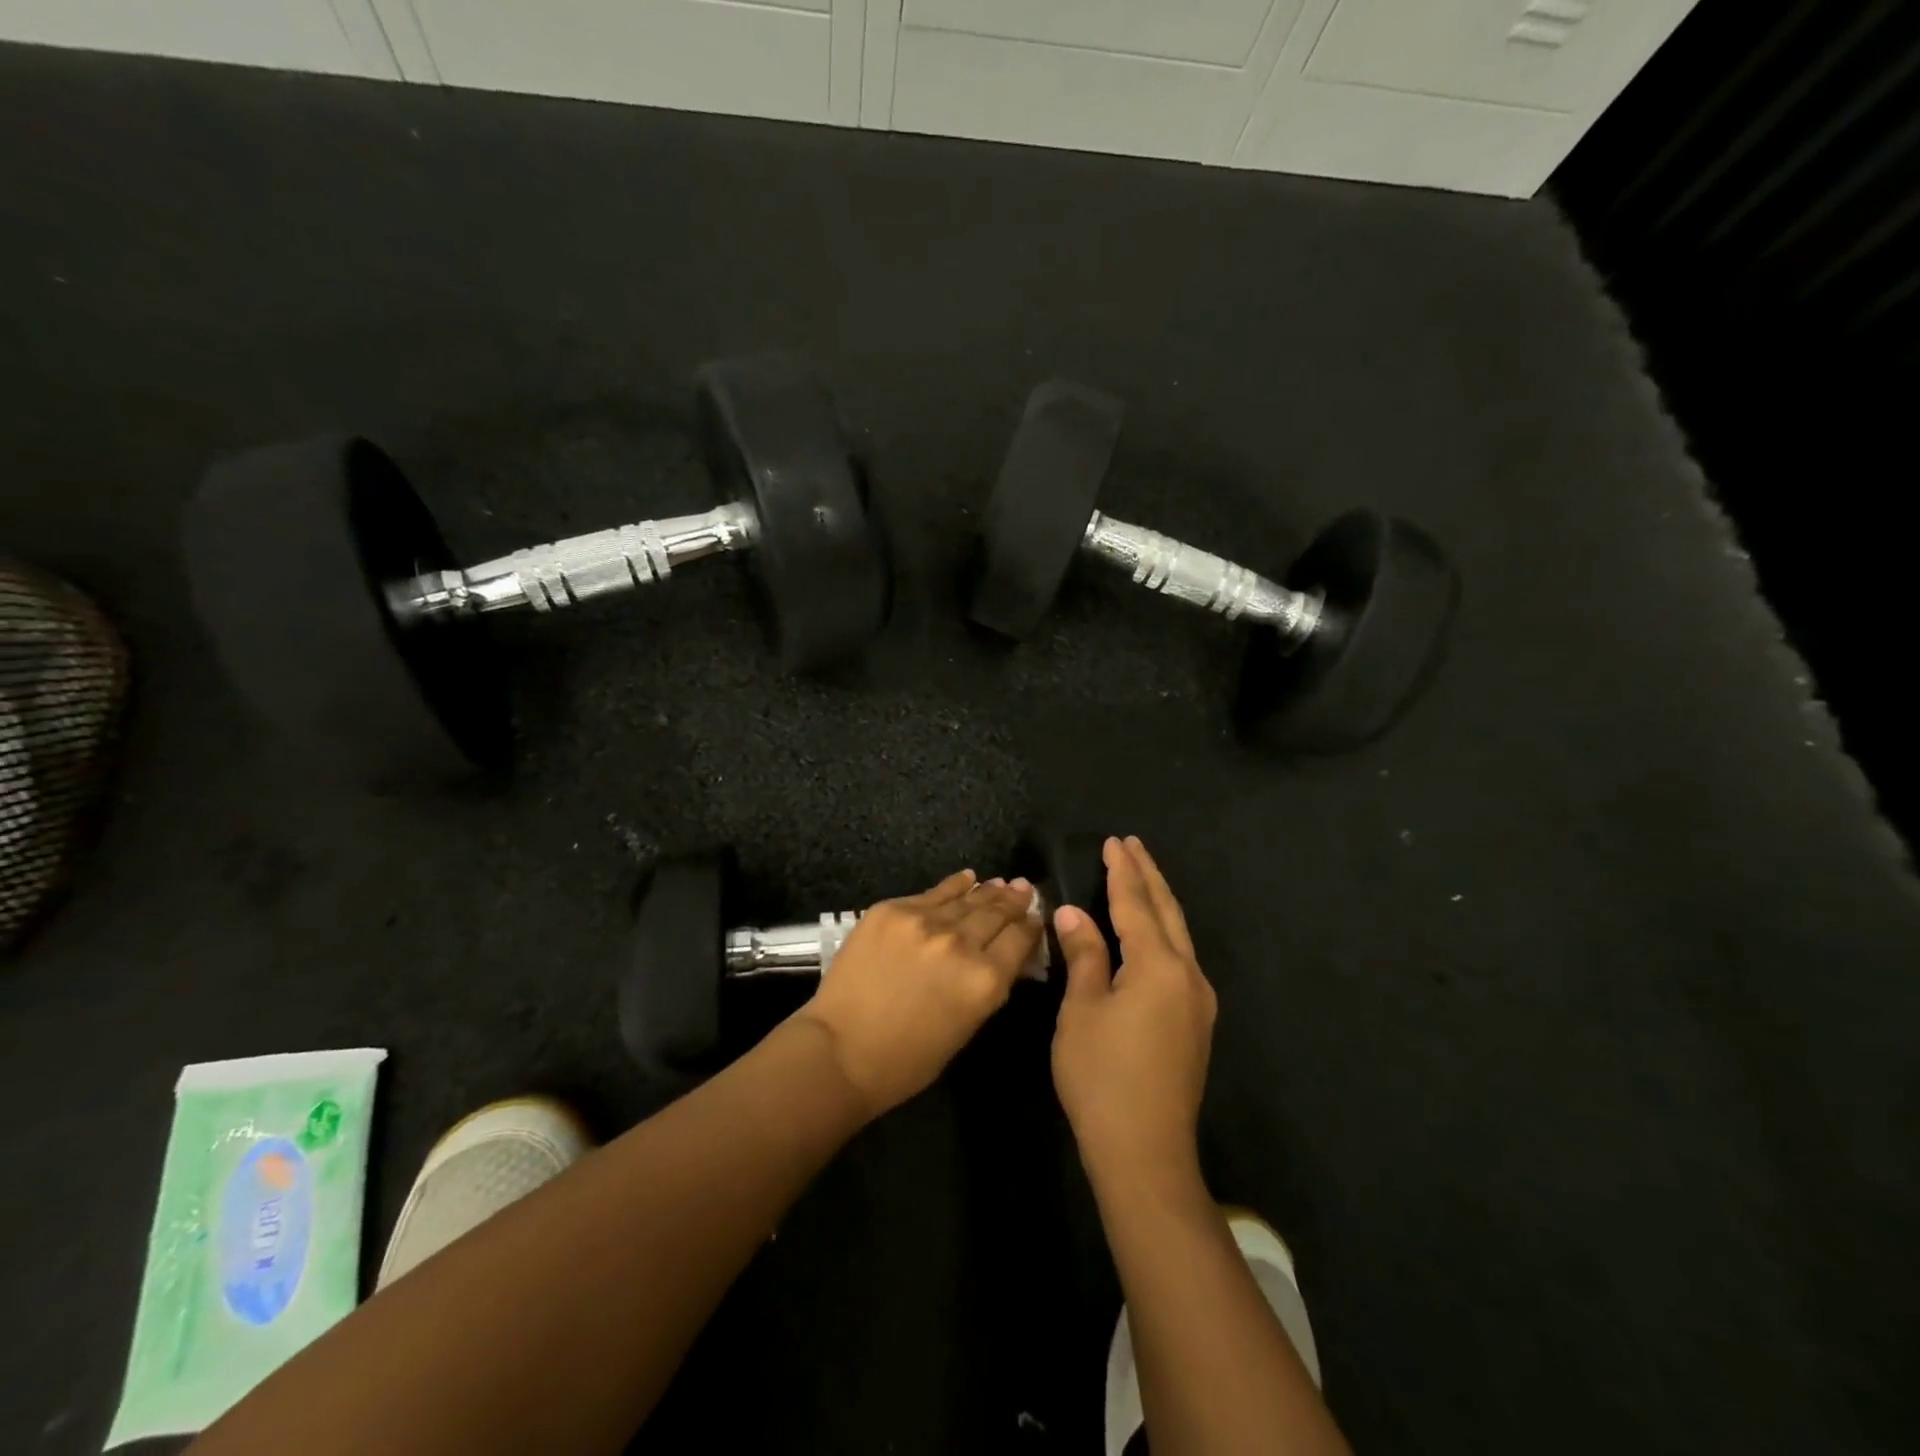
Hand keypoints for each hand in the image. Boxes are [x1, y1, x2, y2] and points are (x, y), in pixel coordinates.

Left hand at [795, 870, 1041, 1118]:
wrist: (840, 1051)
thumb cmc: (907, 1060)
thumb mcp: (965, 1027)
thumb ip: (988, 987)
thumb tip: (1003, 957)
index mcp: (985, 980)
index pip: (1020, 939)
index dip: (1031, 926)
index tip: (1036, 917)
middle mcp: (960, 943)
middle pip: (996, 913)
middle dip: (1014, 901)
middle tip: (1024, 889)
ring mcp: (924, 921)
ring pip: (967, 898)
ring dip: (987, 891)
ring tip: (1001, 883)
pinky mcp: (892, 910)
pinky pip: (932, 892)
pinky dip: (953, 885)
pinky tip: (965, 878)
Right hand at [1052, 837, 1216, 1192]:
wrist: (1145, 1152)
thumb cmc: (1102, 1076)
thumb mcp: (1081, 1010)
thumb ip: (1083, 955)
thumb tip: (1072, 913)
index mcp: (1159, 966)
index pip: (1136, 904)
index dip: (1122, 872)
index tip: (1114, 842)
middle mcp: (1188, 975)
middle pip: (1167, 912)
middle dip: (1148, 876)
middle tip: (1132, 846)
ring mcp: (1198, 1001)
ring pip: (1179, 935)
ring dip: (1158, 902)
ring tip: (1140, 878)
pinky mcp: (1195, 1023)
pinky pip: (1180, 959)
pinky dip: (1163, 933)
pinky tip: (1151, 934)